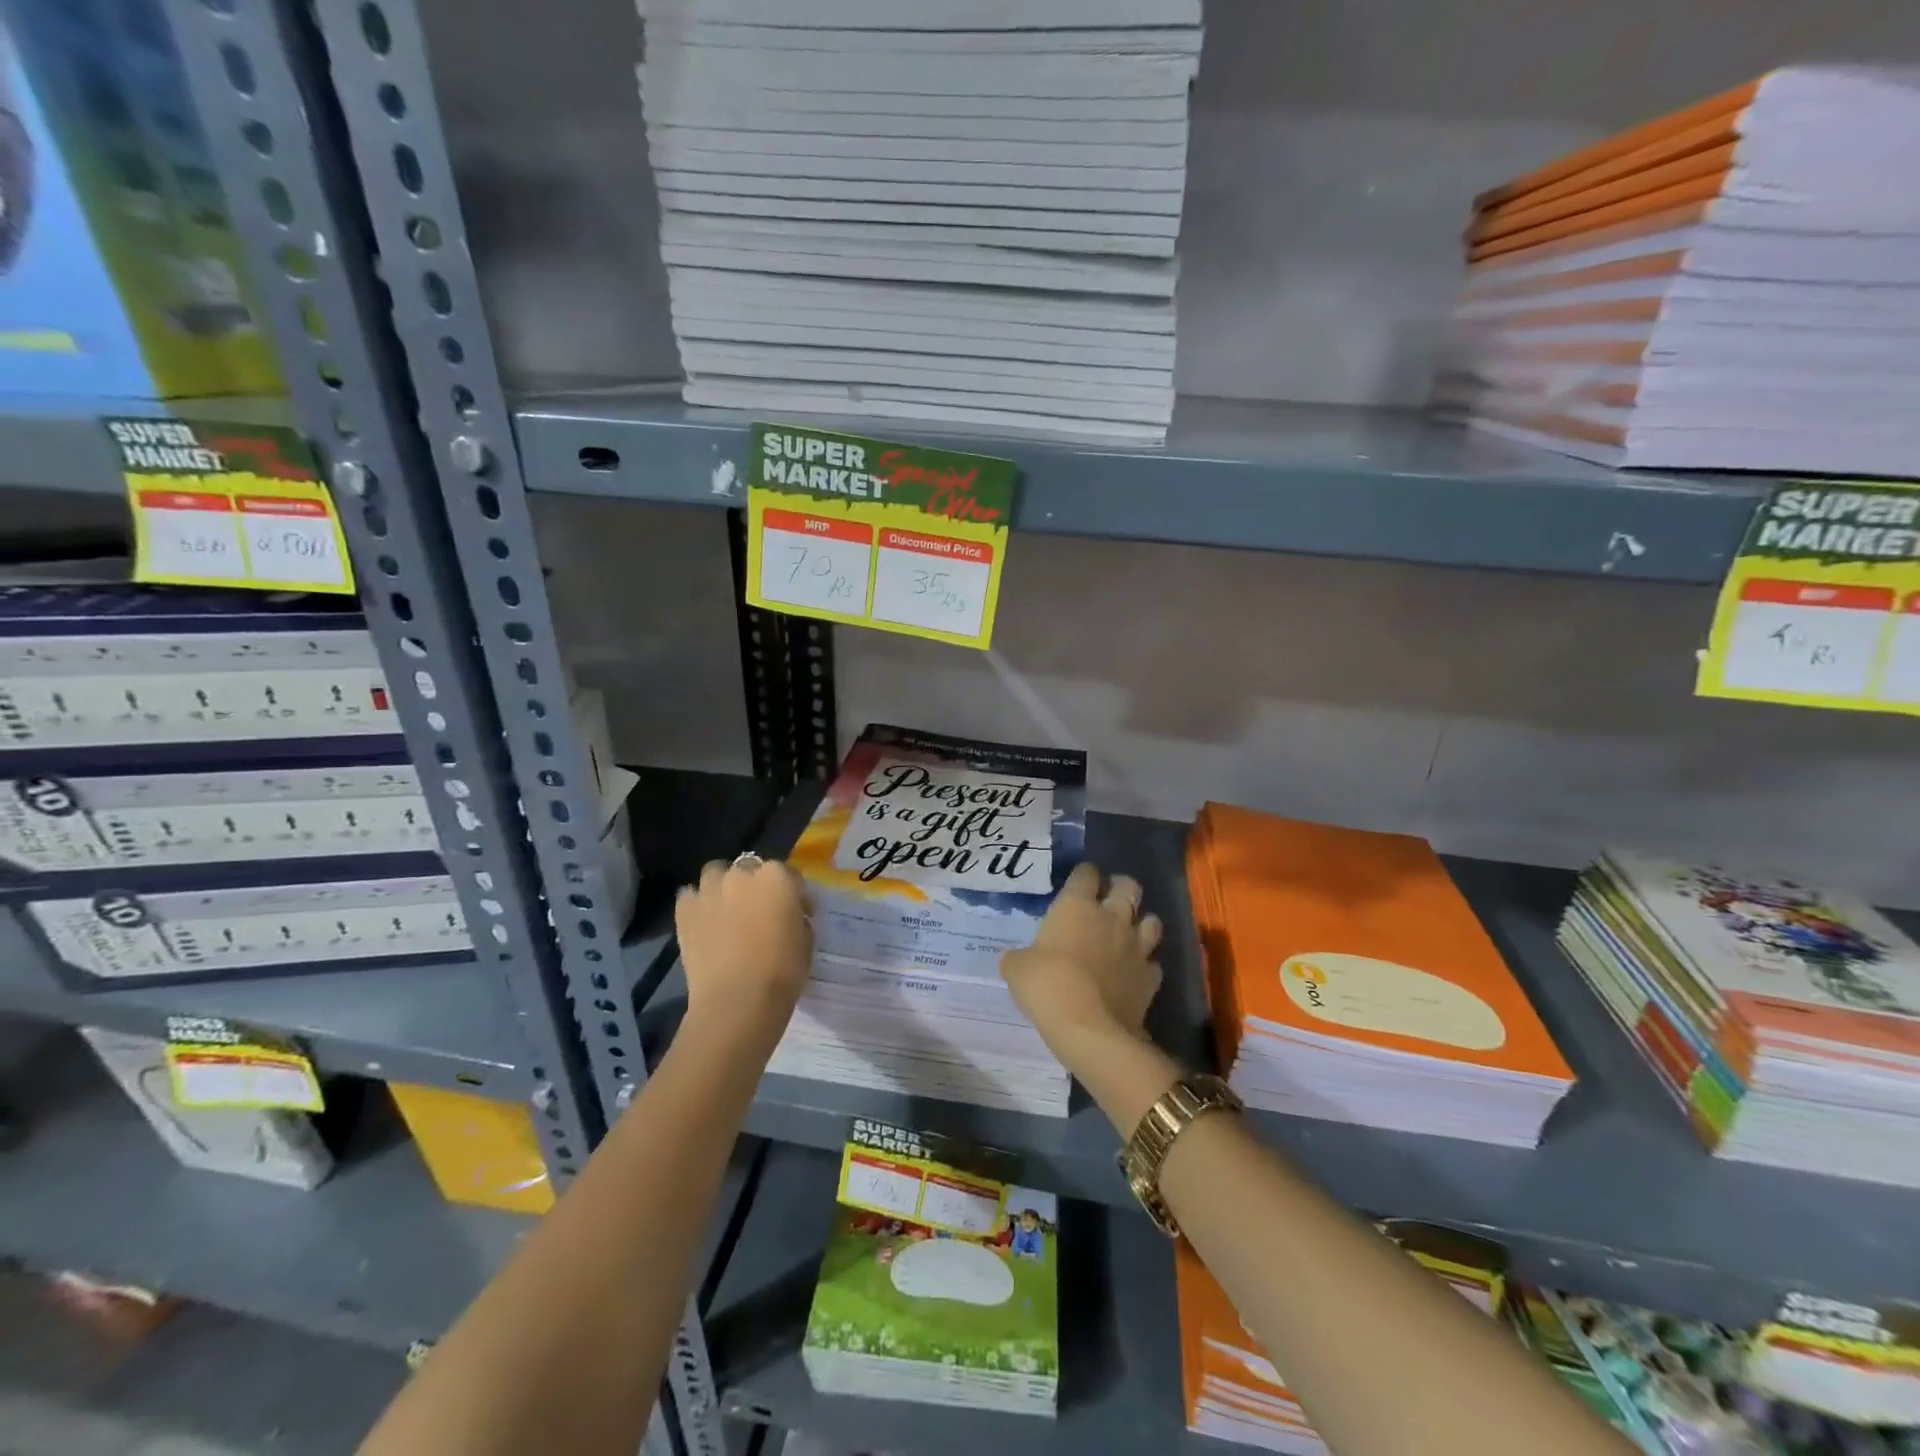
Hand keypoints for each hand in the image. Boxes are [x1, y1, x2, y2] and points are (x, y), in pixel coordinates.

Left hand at [676, 856, 811, 1047]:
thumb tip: (790, 916)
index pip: (789, 874)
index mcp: (778, 878)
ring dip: (722, 885)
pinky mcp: (685, 910)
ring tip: (727, 909)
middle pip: (750, 868)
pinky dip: (697, 903)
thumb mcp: (806, 941)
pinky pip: (689, 895)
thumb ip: (797, 918)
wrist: (737, 1000)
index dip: (793, 894)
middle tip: (759, 911)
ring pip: (715, 873)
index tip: (797, 913)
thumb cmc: (782, 972)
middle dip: (755, 884)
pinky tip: (703, 921)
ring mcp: (710, 890)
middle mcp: (743, 874)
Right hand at [1000, 861, 1162, 1076]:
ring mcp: (1136, 947)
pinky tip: (1134, 972)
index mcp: (1077, 906)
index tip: (1077, 883)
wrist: (1089, 1028)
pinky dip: (1145, 964)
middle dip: (1120, 888)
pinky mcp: (1151, 977)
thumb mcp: (1016, 969)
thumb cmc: (1048, 986)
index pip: (1086, 873)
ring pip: (1152, 920)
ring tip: (1128, 933)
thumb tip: (1016, 959)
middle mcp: (1112, 918)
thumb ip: (1019, 957)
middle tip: (1108, 900)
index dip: (1083, 875)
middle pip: (1129, 886)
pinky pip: (1153, 962)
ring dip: (1141, 923)